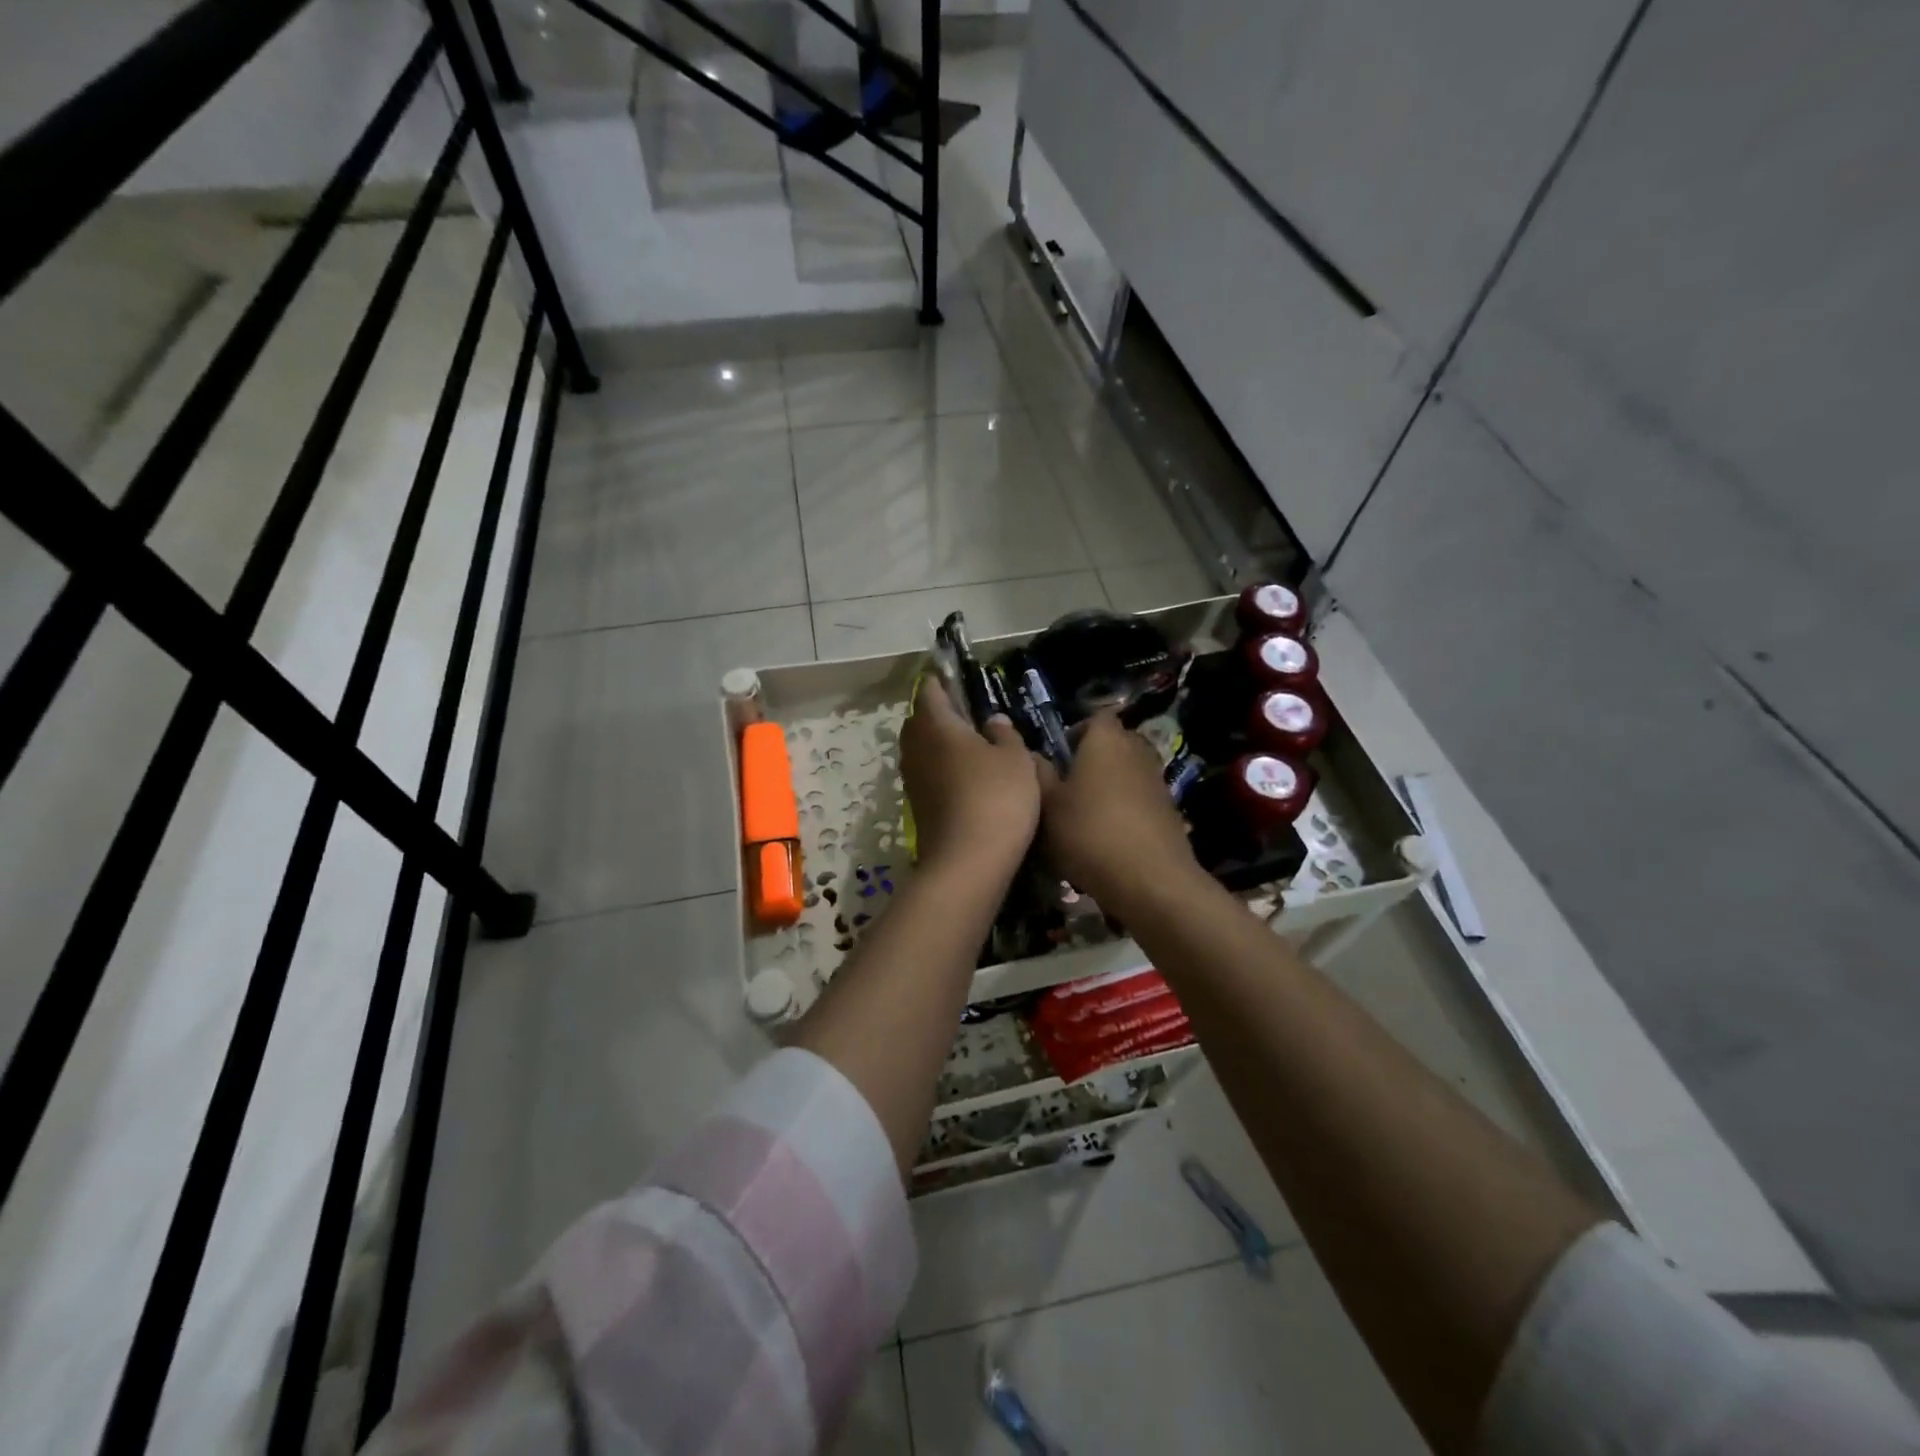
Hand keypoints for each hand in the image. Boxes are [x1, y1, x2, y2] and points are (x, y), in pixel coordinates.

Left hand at [900, 677, 1040, 873]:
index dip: (942, 681)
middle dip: (940, 713)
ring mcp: (913, 779)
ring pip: (923, 749)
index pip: (930, 690)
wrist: (968, 862)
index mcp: (936, 725)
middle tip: (970, 714)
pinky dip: (943, 769)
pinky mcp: (917, 805)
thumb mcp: (1016, 759)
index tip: (958, 679)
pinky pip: (927, 774)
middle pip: (921, 720)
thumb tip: (992, 722)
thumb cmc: (996, 797)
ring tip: (973, 747)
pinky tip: (968, 778)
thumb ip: (1005, 734)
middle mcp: (916, 747)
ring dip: (941, 744)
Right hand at [1036, 713, 1201, 908]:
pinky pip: (1140, 796)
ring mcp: (1157, 781)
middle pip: (1115, 741)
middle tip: (1068, 782)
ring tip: (1086, 812)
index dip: (1077, 730)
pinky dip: (1125, 807)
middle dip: (1094, 756)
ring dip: (1110, 783)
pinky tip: (1108, 835)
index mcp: (1106, 740)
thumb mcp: (1048, 805)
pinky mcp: (1169, 810)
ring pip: (1128, 770)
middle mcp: (1136, 751)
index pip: (1096, 716)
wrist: (1150, 880)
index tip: (1059, 755)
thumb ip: (1038, 774)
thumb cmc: (1089, 833)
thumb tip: (1032, 755)